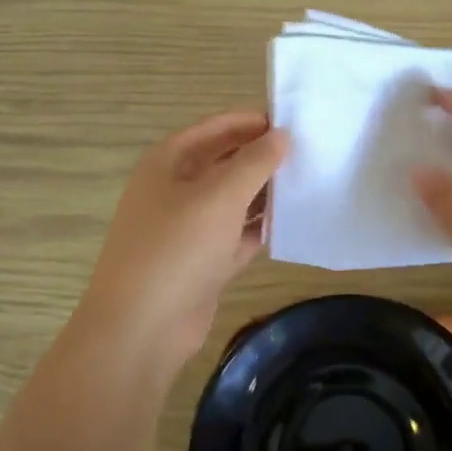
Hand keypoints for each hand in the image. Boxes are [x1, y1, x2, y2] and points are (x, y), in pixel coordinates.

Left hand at [71, 111, 288, 373]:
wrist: (142, 327)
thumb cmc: (177, 248)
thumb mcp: (220, 196)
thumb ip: (254, 162)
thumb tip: (281, 135)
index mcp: (168, 161)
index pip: (215, 128)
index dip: (251, 122)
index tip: (293, 123)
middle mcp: (175, 189)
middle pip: (225, 163)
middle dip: (262, 159)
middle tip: (310, 154)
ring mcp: (188, 228)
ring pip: (233, 200)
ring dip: (265, 194)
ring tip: (309, 184)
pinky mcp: (202, 262)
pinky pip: (236, 235)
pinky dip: (260, 229)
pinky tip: (293, 224)